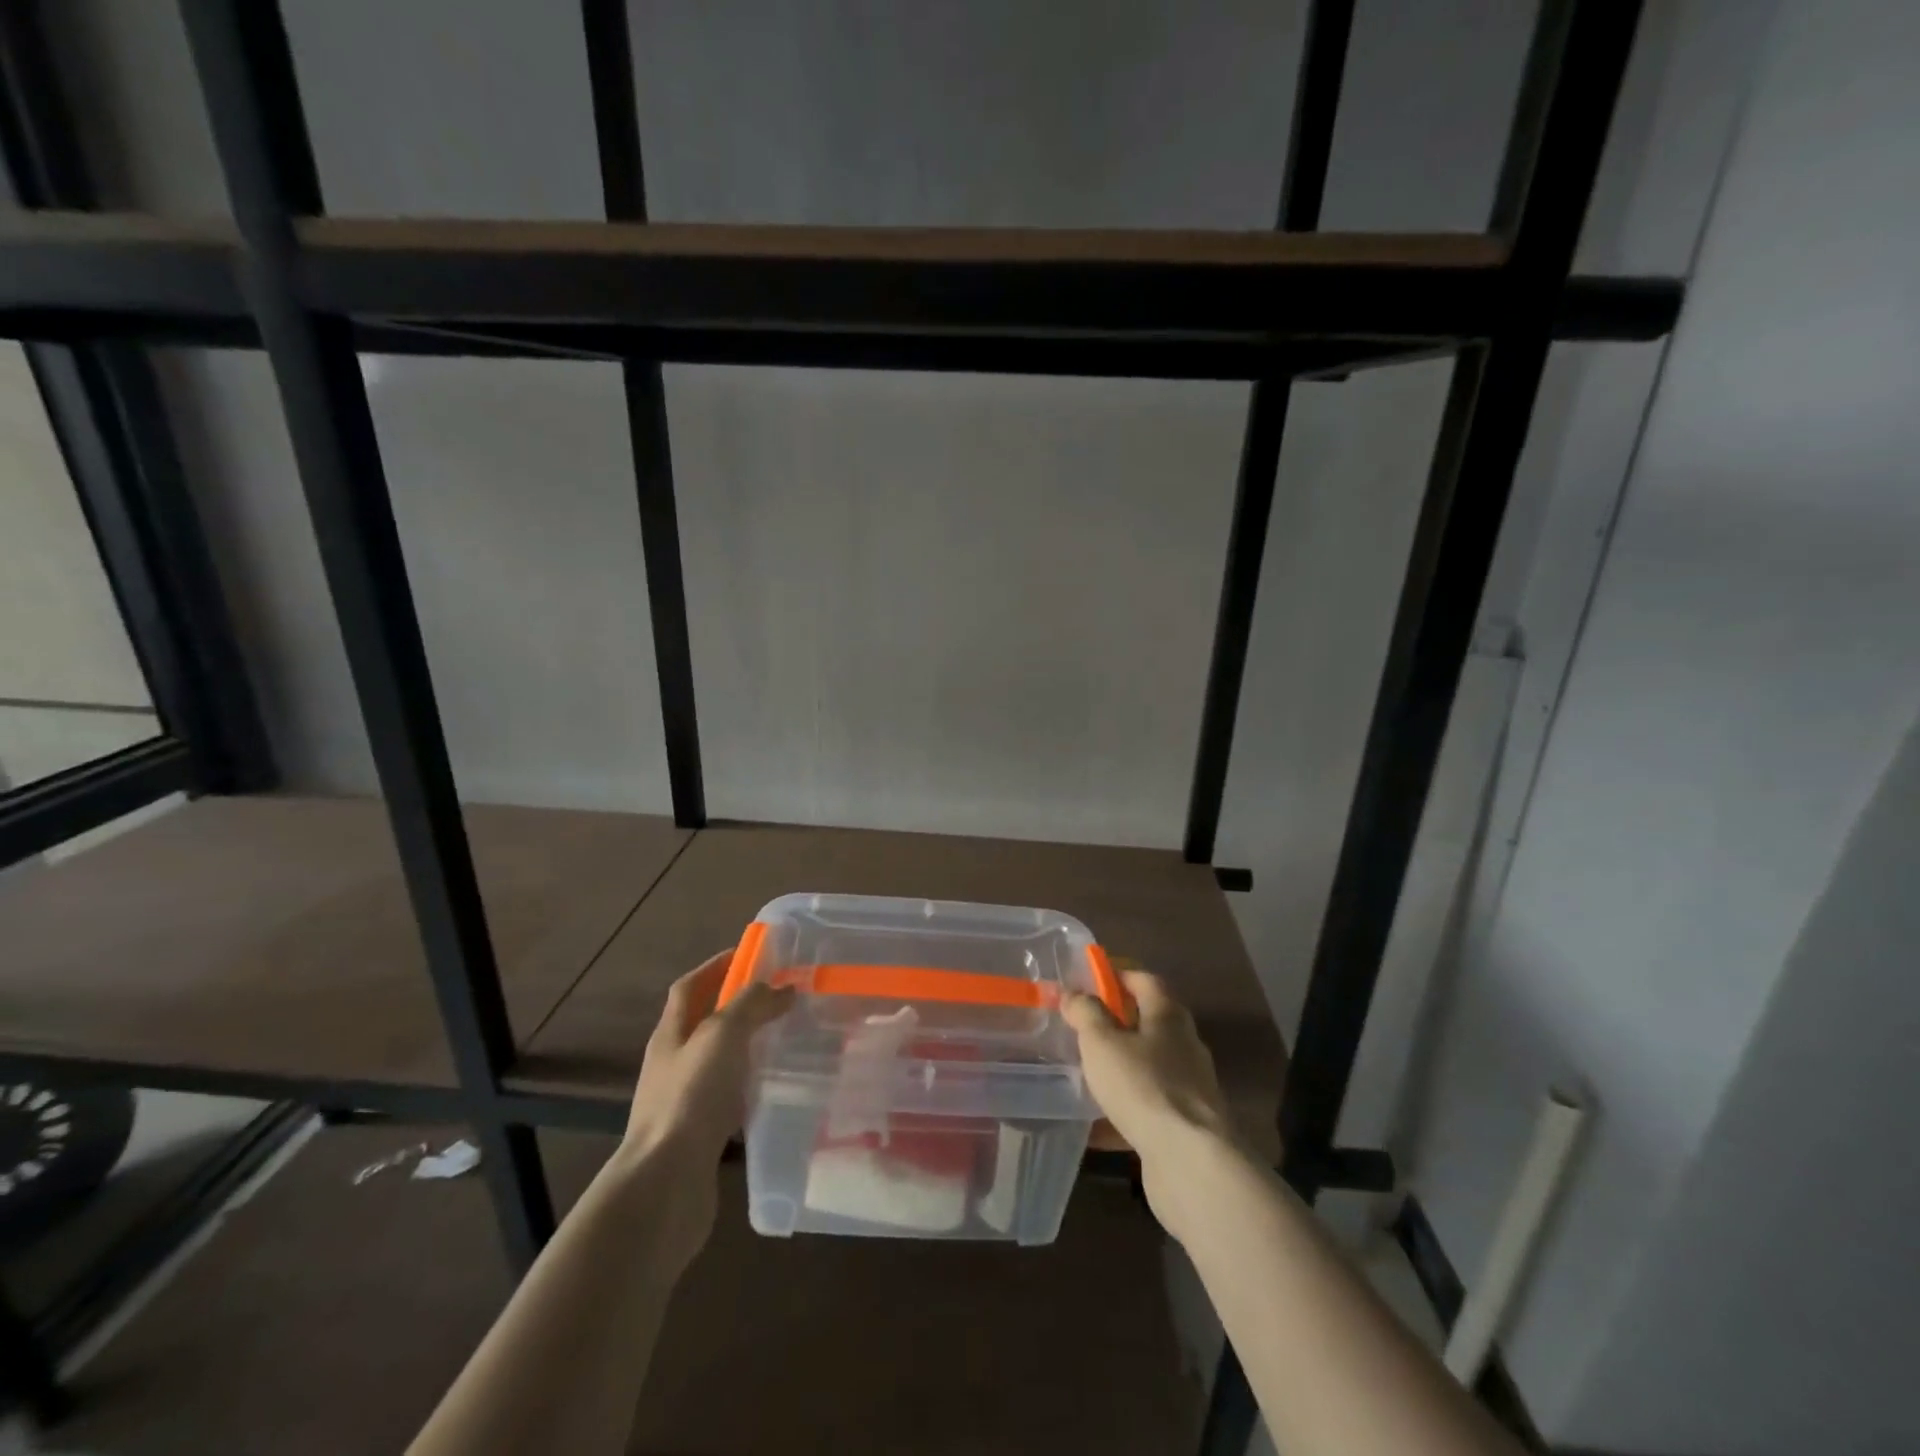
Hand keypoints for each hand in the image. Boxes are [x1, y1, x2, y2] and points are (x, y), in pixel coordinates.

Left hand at [624, 949, 793, 1165]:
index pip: (690, 987)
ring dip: (746, 1048)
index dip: (716, 966)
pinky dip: (750, 1088)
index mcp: (671, 1034)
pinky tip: (774, 1091)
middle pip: (704, 1023)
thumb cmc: (691, 1097)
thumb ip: (752, 1005)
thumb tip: (781, 987)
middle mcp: (673, 1063)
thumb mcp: (723, 1035)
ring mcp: (683, 1101)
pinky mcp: (698, 1135)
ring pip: (718, 1062)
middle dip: (737, 1007)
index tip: (750, 954)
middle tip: (780, 998)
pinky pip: (728, 1099)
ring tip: (785, 1041)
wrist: (665, 1185)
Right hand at [1064, 969, 1238, 1229]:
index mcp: (1168, 1016)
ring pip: (1148, 1067)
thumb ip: (1086, 1013)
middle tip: (1083, 1027)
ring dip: (1121, 1068)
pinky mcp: (1185, 1126)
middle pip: (1150, 1023)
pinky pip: (1148, 1108)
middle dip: (1117, 1023)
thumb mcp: (1102, 1042)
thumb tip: (1074, 993)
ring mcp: (1189, 1088)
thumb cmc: (1143, 1086)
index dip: (1119, 975)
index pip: (1146, 980)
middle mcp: (1185, 1046)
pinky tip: (1095, 1124)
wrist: (1190, 1162)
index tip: (1090, 979)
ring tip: (1085, 1073)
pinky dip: (1123, 1111)